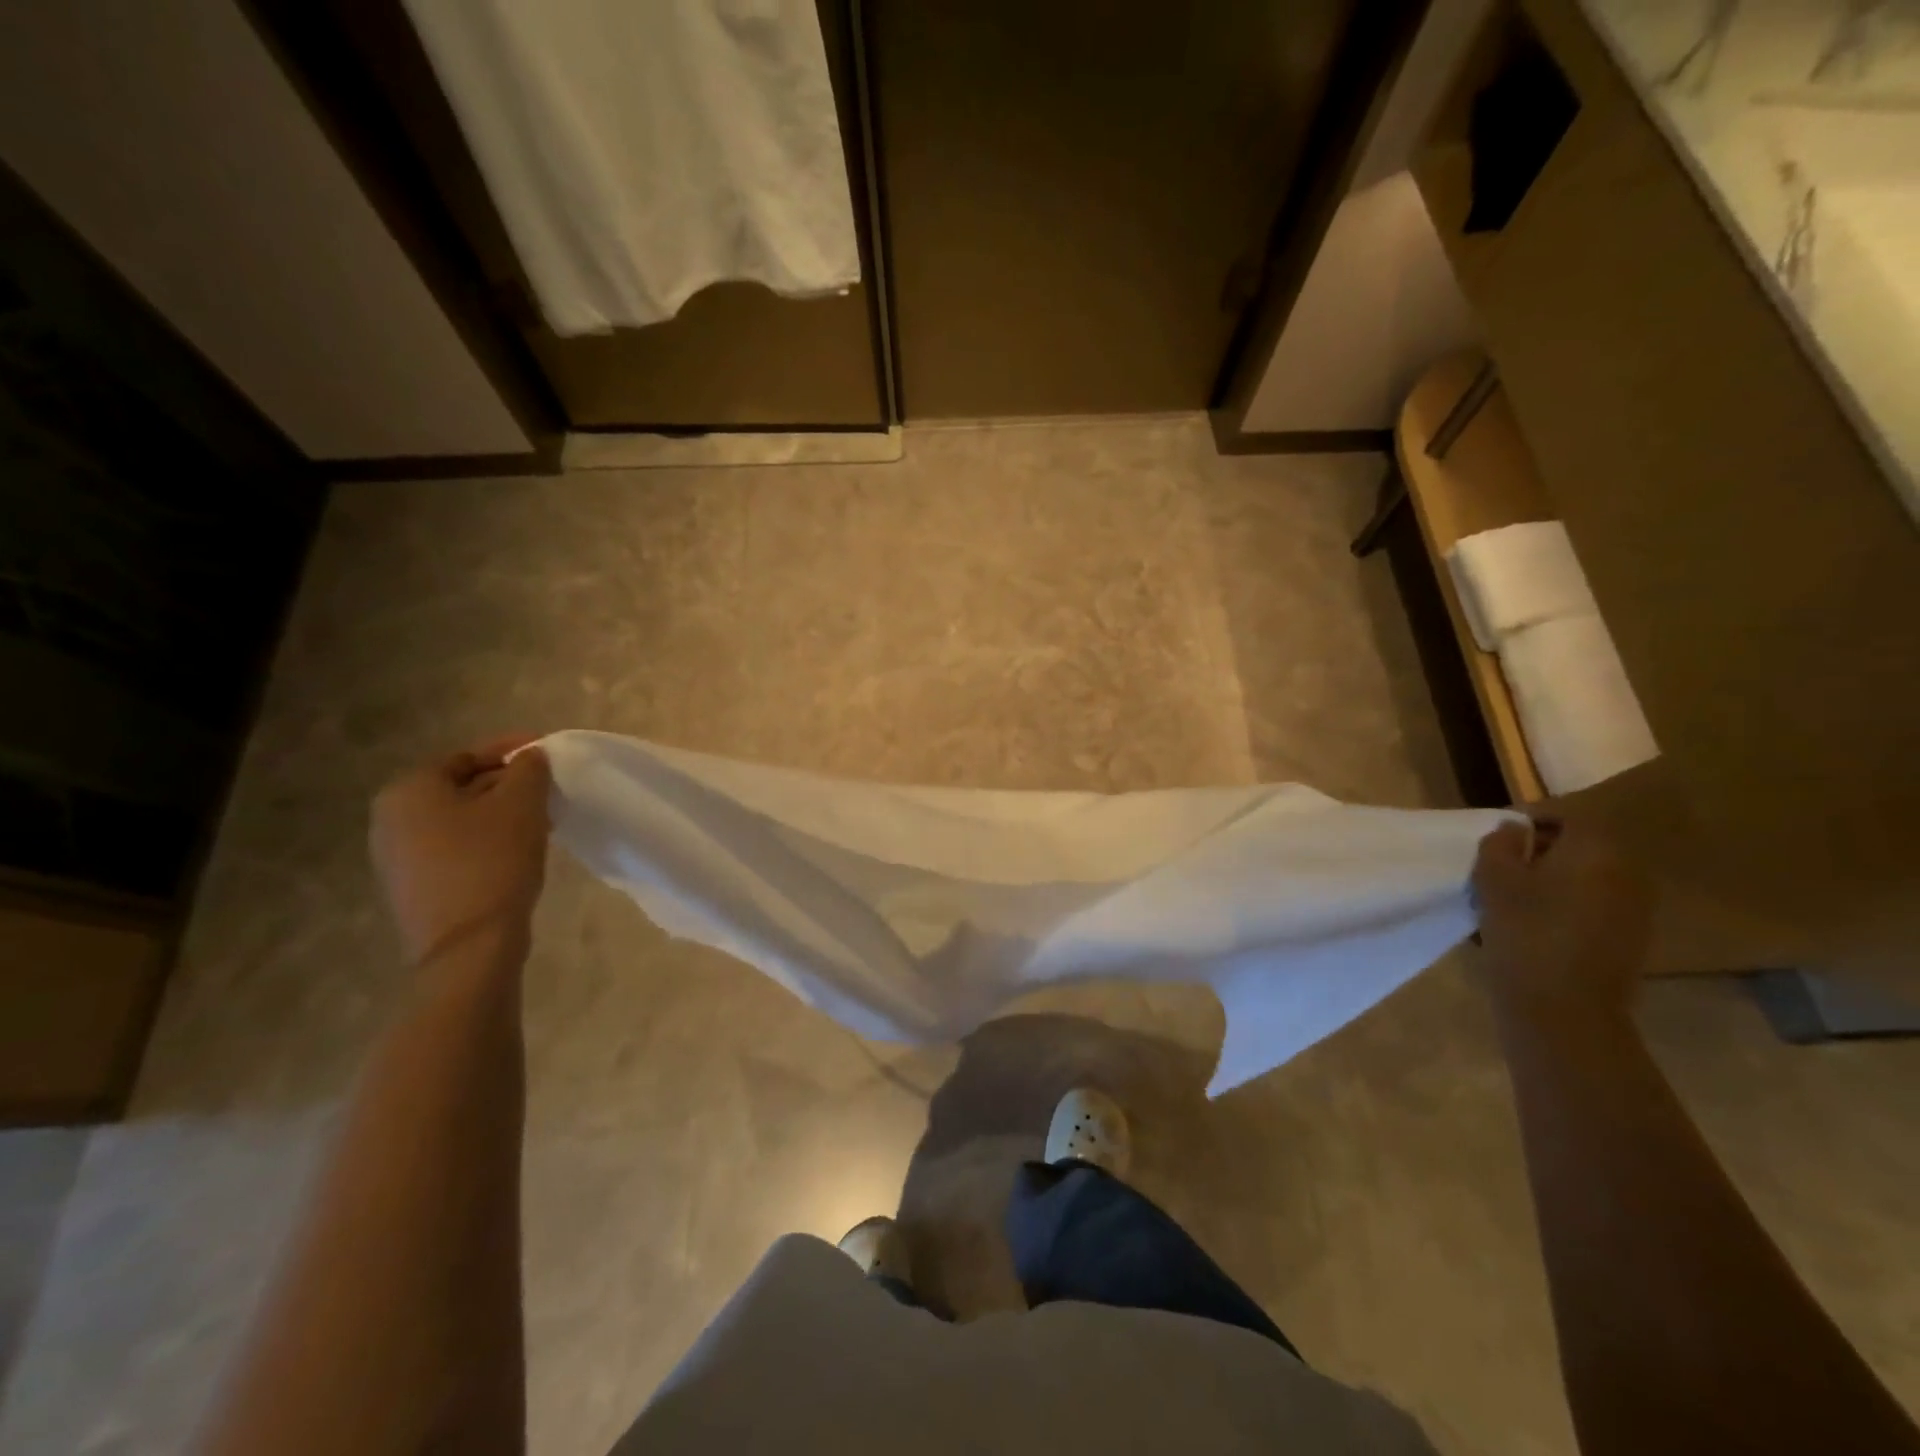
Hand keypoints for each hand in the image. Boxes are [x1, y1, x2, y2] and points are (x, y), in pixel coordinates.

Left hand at [370, 736, 552, 962]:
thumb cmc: (492, 862)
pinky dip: (487, 839)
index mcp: (409, 790)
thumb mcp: (522, 804)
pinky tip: (519, 848)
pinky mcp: (415, 886)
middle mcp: (390, 818)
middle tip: (549, 787)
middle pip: (461, 787)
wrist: (469, 946)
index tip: (548, 752)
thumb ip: (529, 769)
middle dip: (507, 783)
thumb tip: (531, 758)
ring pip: (460, 818)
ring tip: (542, 817)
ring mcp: (397, 857)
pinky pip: (455, 847)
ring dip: (500, 813)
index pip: (467, 755)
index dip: (512, 750)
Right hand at [1472, 819, 1652, 1028]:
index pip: (1566, 815)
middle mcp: (1628, 871)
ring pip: (1588, 875)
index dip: (1529, 819)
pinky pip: (1595, 902)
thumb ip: (1500, 843)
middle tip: (1502, 865)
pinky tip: (1536, 923)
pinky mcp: (1631, 937)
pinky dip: (1566, 902)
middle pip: (1581, 844)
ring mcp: (1636, 907)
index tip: (1498, 836)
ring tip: (1514, 895)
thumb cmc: (1525, 932)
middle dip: (1541, 849)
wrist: (1565, 1008)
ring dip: (1553, 877)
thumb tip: (1514, 830)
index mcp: (1597, 849)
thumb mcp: (1493, 879)